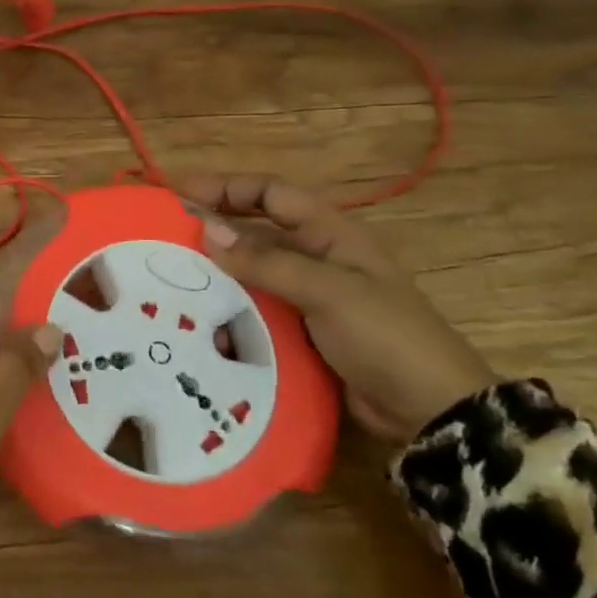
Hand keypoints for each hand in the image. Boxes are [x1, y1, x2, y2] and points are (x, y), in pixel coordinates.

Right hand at [178, 174, 495, 444]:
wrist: (430, 411)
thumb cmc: (385, 337)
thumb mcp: (328, 291)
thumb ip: (267, 261)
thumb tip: (207, 229)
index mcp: (331, 233)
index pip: (271, 192)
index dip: (227, 187)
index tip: (181, 194)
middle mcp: (316, 256)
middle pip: (256, 229)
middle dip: (214, 227)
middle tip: (166, 235)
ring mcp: (308, 295)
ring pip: (251, 271)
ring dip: (217, 271)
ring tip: (172, 278)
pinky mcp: (301, 330)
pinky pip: (256, 307)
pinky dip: (229, 308)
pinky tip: (201, 319)